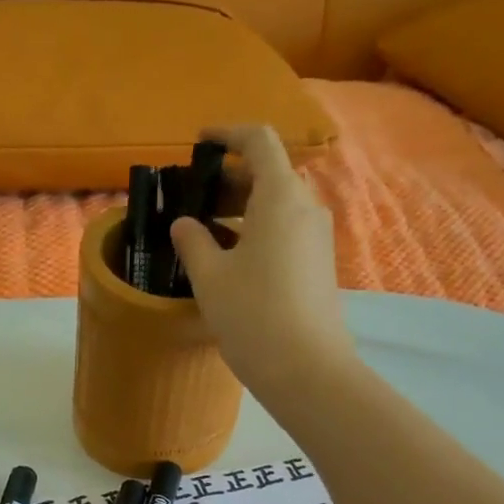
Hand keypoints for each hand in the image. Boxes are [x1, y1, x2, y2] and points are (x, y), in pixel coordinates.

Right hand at [170, 124, 353, 399]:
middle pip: (270, 172)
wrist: (306, 370)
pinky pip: (287, 231)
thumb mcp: (210, 278)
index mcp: (280, 196)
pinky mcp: (319, 265)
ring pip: (279, 205)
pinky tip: (232, 259)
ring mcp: (317, 237)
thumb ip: (192, 242)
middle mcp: (306, 207)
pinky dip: (258, 230)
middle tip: (194, 197)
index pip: (258, 140)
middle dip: (231, 177)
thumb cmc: (253, 315)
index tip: (200, 143)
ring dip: (244, 207)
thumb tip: (184, 224)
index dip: (228, 134)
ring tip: (207, 230)